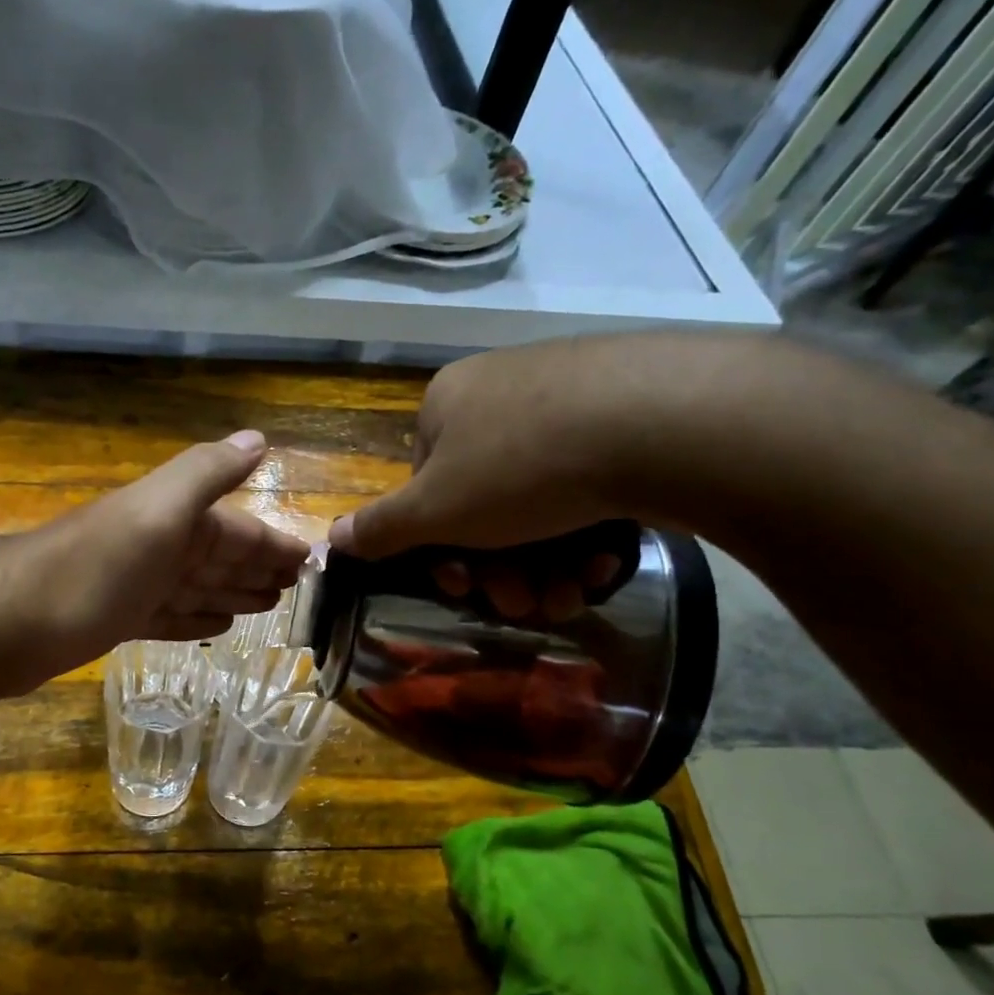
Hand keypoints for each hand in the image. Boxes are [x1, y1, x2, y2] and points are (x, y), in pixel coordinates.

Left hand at [0, 430, 310, 692]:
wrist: (7, 622)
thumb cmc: (93, 569)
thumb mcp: (156, 512)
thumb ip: (206, 474)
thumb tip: (258, 437)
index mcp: (173, 519)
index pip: (237, 528)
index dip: (272, 542)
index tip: (309, 559)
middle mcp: (157, 546)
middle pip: (219, 556)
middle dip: (257, 567)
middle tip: (295, 587)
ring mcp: (134, 584)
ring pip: (197, 586)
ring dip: (231, 593)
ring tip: (267, 606)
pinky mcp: (115, 619)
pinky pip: (169, 616)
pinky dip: (193, 619)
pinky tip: (216, 627)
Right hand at [327, 334, 717, 558]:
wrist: (663, 419)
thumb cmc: (521, 467)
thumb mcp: (436, 511)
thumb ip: (381, 528)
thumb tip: (329, 540)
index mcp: (447, 404)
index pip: (427, 487)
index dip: (442, 547)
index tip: (466, 587)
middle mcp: (501, 391)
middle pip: (484, 501)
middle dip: (499, 565)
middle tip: (523, 603)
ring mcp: (569, 395)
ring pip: (539, 501)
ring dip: (544, 563)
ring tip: (566, 596)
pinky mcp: (630, 409)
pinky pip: (590, 481)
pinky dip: (589, 530)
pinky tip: (604, 562)